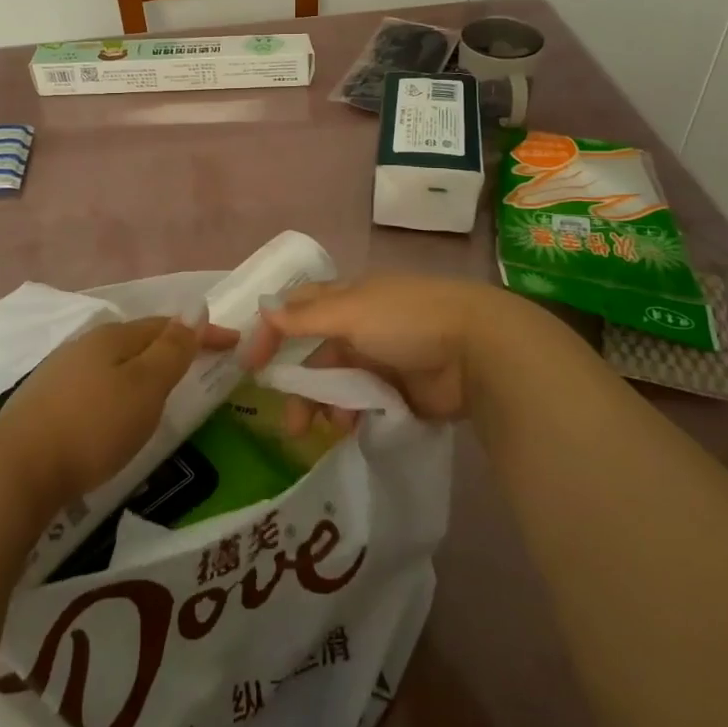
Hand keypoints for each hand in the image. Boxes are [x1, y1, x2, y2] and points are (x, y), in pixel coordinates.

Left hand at [0, 313, 236, 515]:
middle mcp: (86, 345)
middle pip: (139, 340)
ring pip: (115, 362)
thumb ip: (172, 349)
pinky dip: (120, 388)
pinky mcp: (46, 402)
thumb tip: (197, 307)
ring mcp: (61, 372)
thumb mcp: (145, 387)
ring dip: (144, 369)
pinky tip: (117, 409)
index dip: (202, 333)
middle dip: (172, 348)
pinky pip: (97, 383)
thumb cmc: (93, 425)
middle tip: (201, 366)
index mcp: (113, 337)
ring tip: (164, 390)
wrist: (16, 469)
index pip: (168, 325)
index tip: (235, 344)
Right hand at [243, 277, 505, 425]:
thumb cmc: (407, 320)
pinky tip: (353, 428)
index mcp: (350, 298)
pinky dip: (354, 415)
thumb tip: (263, 311)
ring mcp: (383, 359)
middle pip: (317, 354)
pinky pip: (365, 404)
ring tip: (329, 427)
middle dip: (299, 384)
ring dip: (326, 404)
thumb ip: (306, 316)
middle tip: (290, 421)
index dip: (273, 331)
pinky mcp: (401, 391)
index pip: (300, 309)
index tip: (250, 364)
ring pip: (339, 383)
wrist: (477, 351)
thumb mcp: (351, 311)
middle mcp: (362, 326)